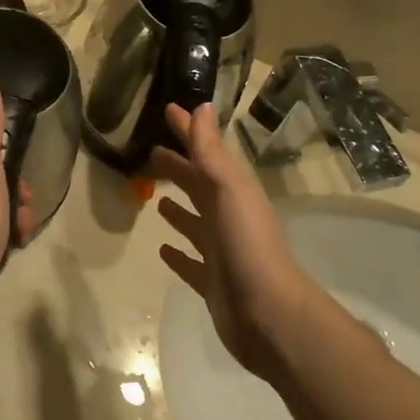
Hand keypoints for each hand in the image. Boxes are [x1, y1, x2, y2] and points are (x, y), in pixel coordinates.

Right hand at [149, 103, 320, 379]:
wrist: (267, 312)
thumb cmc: (246, 245)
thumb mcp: (228, 190)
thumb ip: (211, 152)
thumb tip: (201, 107)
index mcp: (232, 192)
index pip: (206, 152)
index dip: (188, 131)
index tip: (168, 111)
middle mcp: (228, 217)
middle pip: (199, 185)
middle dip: (179, 168)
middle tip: (152, 153)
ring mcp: (221, 250)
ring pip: (195, 222)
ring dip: (179, 208)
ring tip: (156, 197)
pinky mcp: (212, 281)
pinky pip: (190, 262)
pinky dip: (178, 253)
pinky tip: (162, 249)